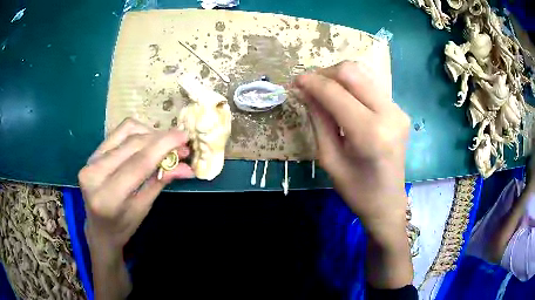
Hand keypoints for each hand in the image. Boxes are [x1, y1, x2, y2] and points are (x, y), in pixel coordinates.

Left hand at [79, 118, 193, 250]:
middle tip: (181, 144)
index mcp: (109, 197)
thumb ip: (160, 182)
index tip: (184, 136)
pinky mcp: (92, 153)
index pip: (139, 163)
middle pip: (134, 143)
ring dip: (150, 134)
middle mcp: (95, 174)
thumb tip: (186, 166)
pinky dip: (137, 132)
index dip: (164, 146)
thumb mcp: (143, 208)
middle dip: (161, 139)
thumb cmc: (122, 227)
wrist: (97, 228)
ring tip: (163, 145)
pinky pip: (118, 132)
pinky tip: (147, 142)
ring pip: (126, 131)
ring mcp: (91, 160)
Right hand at [294, 61, 409, 242]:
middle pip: (352, 72)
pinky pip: (371, 86)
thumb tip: (305, 91)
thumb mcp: (330, 158)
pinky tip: (342, 99)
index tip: (294, 82)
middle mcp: (389, 114)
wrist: (388, 202)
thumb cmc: (356, 190)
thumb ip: (319, 120)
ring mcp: (398, 110)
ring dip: (339, 77)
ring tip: (323, 91)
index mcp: (370, 133)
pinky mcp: (400, 110)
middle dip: (325, 73)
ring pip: (363, 74)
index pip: (336, 92)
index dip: (312, 82)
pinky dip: (352, 86)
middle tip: (309, 86)